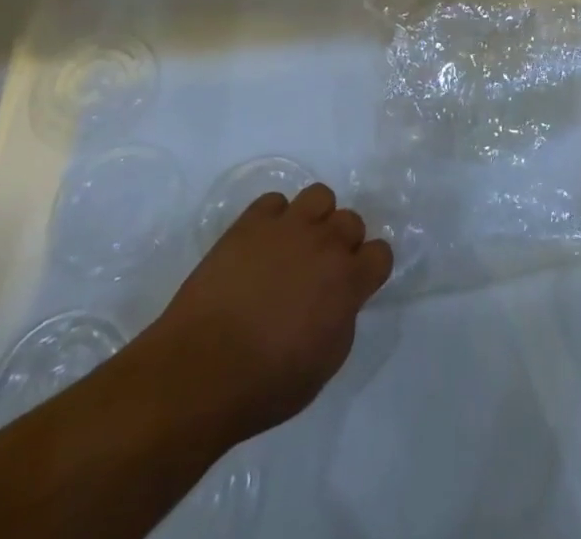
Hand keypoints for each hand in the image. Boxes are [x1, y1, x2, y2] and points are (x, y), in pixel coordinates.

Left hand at [144, 183, 392, 445]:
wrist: (200, 372)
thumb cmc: (266, 384)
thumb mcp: (324, 365)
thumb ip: (342, 320)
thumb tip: (339, 299)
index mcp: (347, 281)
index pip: (381, 253)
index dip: (369, 270)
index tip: (354, 286)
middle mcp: (324, 243)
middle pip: (352, 221)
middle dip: (342, 243)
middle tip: (319, 271)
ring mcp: (287, 227)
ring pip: (319, 196)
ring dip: (314, 219)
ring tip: (294, 246)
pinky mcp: (250, 223)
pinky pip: (274, 202)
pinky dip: (273, 219)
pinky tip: (260, 245)